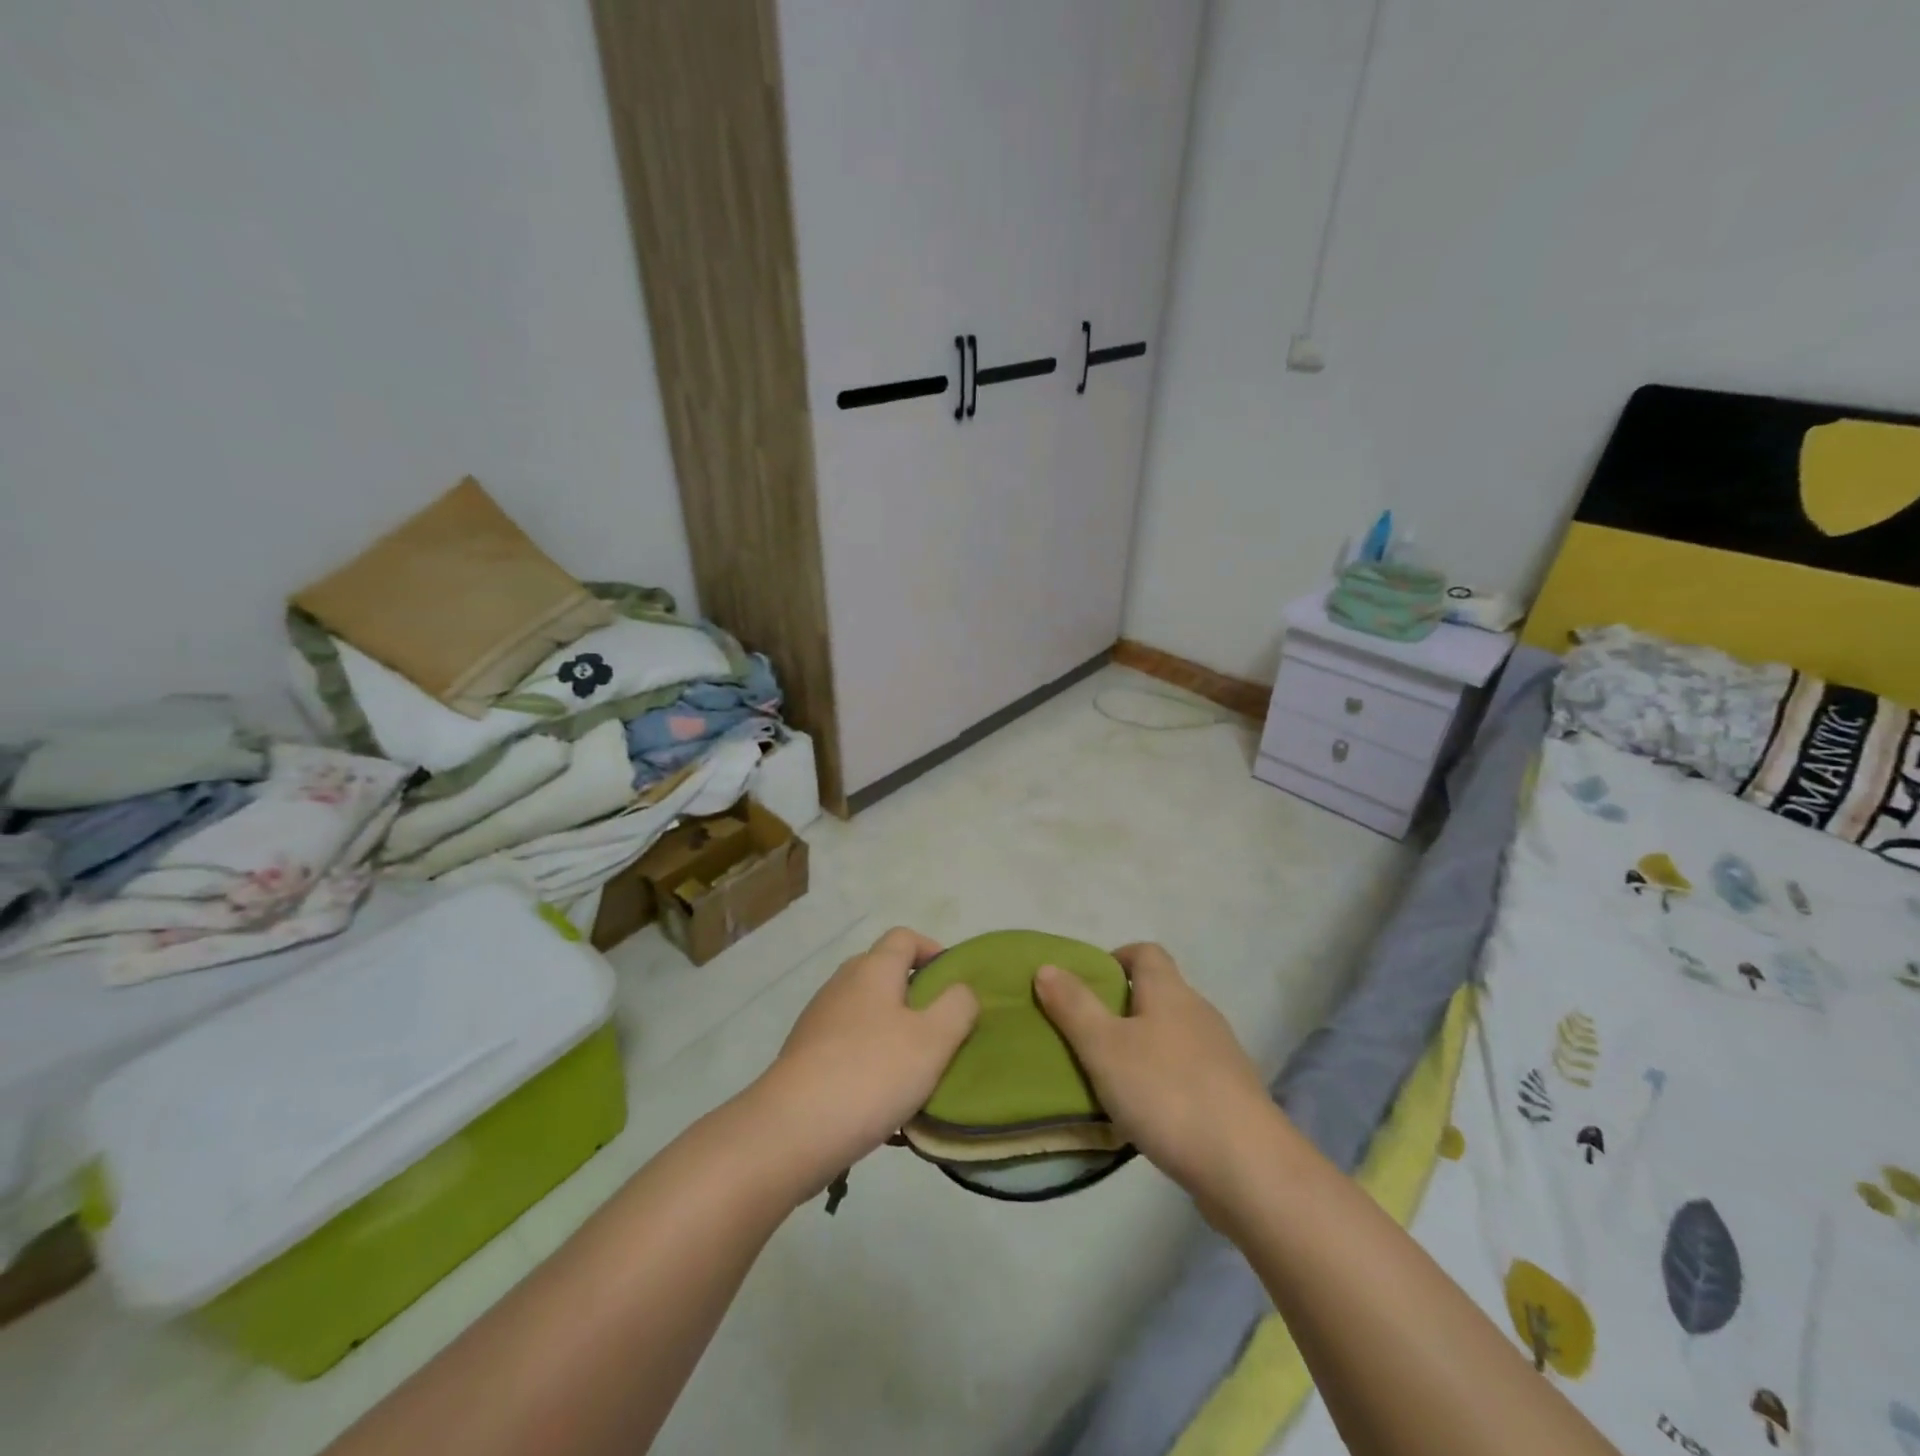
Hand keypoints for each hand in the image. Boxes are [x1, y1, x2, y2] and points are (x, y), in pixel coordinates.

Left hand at [751, 927, 978, 1201]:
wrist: (790, 1130)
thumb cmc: (871, 1073)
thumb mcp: (933, 1040)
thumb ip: (957, 1007)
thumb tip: (961, 990)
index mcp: (873, 969)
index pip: (904, 937)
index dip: (932, 950)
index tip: (953, 982)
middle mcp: (842, 984)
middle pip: (883, 973)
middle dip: (914, 995)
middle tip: (940, 1030)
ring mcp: (818, 1020)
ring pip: (865, 1012)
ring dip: (891, 1032)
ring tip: (914, 1071)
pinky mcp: (803, 1056)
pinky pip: (846, 1046)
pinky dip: (868, 1059)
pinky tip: (881, 1099)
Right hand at [1034, 943, 1279, 1209]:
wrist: (1248, 1166)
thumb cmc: (1167, 1093)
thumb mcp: (1104, 1047)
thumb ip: (1074, 1006)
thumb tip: (1047, 966)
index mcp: (1170, 992)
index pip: (1145, 952)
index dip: (1115, 958)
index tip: (1086, 983)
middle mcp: (1199, 1012)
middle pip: (1159, 993)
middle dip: (1123, 1006)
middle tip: (1087, 1034)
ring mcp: (1221, 1054)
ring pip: (1173, 1034)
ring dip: (1144, 1046)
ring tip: (1110, 1075)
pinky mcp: (1231, 1094)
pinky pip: (1188, 1071)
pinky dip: (1164, 1079)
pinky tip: (1147, 1111)